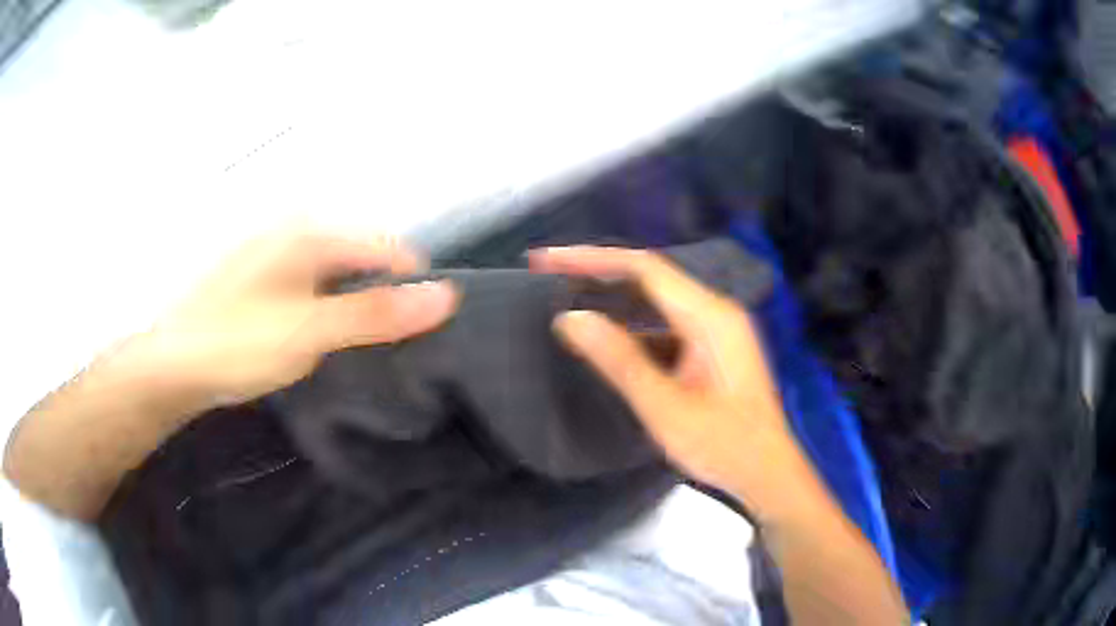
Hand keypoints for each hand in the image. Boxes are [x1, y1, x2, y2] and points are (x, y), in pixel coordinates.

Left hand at [121, 229, 458, 412]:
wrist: (173, 365)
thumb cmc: (238, 342)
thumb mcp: (312, 331)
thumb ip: (377, 314)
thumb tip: (446, 296)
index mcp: (309, 233)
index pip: (386, 248)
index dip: (410, 286)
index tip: (422, 331)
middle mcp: (293, 233)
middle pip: (359, 260)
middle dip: (379, 298)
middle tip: (382, 347)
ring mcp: (272, 256)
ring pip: (333, 276)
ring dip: (350, 308)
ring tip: (351, 349)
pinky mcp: (258, 281)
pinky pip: (309, 288)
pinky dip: (323, 311)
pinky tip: (314, 342)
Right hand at [532, 246, 812, 523]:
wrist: (768, 474)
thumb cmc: (723, 445)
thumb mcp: (665, 407)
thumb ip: (619, 360)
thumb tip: (570, 318)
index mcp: (710, 316)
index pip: (644, 268)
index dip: (592, 259)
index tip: (547, 260)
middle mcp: (716, 312)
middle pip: (650, 279)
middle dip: (598, 273)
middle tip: (548, 274)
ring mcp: (717, 331)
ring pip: (657, 302)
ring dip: (614, 300)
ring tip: (568, 299)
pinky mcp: (713, 350)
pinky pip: (667, 326)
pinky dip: (634, 327)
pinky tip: (608, 338)